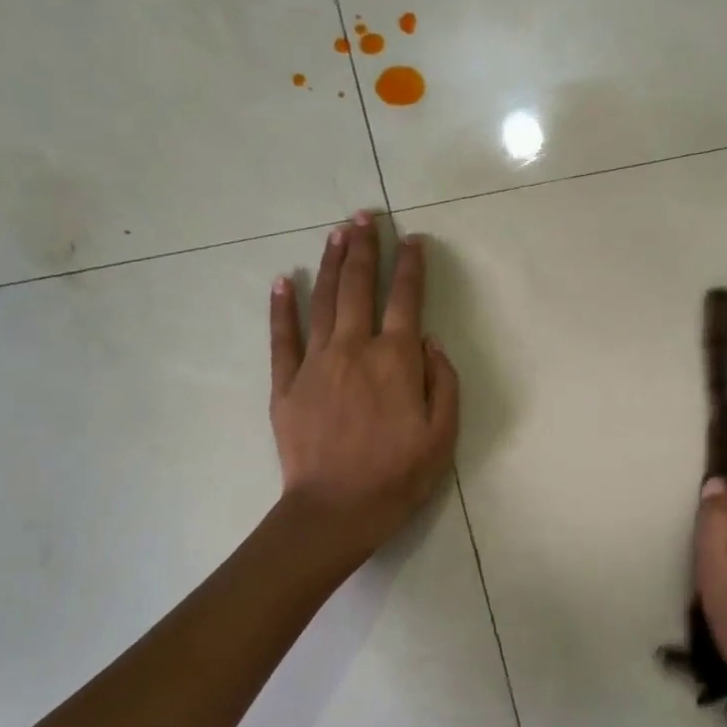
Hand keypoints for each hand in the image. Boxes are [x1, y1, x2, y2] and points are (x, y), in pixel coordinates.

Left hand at [269, 213, 458, 565]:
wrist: (337, 509)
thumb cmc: (399, 476)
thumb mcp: (443, 435)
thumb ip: (444, 382)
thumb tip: (430, 341)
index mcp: (396, 360)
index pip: (406, 300)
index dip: (411, 267)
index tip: (413, 241)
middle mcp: (355, 349)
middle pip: (359, 287)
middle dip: (365, 247)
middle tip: (365, 216)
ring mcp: (316, 363)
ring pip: (324, 301)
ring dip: (331, 263)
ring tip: (337, 232)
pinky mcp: (286, 383)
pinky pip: (282, 336)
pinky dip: (282, 307)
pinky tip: (283, 281)